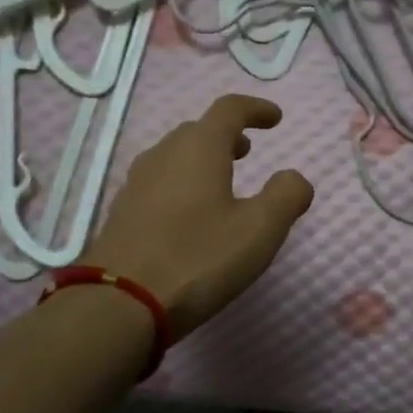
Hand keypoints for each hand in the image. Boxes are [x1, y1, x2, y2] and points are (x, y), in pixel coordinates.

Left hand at [81, 94, 314, 336]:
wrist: (119, 303)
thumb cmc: (197, 259)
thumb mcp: (259, 230)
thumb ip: (286, 196)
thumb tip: (294, 178)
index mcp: (199, 148)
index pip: (229, 109)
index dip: (255, 109)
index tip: (275, 118)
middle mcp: (164, 155)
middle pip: (198, 131)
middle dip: (226, 135)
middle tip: (247, 151)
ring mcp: (137, 184)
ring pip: (174, 156)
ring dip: (201, 159)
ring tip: (221, 181)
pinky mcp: (122, 213)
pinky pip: (158, 183)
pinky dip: (181, 184)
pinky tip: (189, 215)